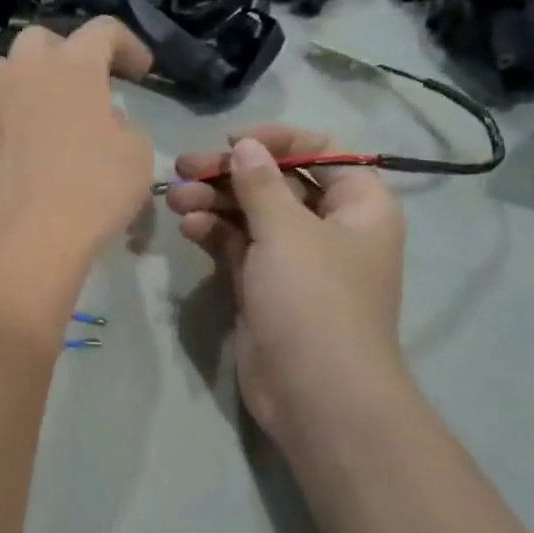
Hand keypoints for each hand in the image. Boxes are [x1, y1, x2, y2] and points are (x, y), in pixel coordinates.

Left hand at [0, 19, 153, 283]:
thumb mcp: (137, 152)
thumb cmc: (95, 187)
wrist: (30, 233)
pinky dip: (25, 104)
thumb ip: (124, 122)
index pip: (103, 30)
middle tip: (95, 81)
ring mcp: (0, 98)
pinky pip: (6, 99)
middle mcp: (30, 69)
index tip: (143, 73)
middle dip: (73, 52)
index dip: (128, 45)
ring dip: (42, 75)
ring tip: (65, 105)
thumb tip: (102, 117)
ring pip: (17, 65)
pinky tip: (44, 132)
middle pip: (47, 39)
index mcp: (74, 63)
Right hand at [164, 125, 406, 448]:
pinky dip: (214, 233)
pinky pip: (238, 246)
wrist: (314, 392)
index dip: (278, 140)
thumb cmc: (314, 299)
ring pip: (252, 214)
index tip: (234, 140)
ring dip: (214, 202)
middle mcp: (329, 227)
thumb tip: (245, 145)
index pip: (322, 153)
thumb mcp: (287, 231)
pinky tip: (188, 227)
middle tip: (184, 166)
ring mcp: (294, 259)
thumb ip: (261, 183)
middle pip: (278, 182)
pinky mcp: (264, 285)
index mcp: (359, 206)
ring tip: (174, 198)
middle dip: (231, 173)